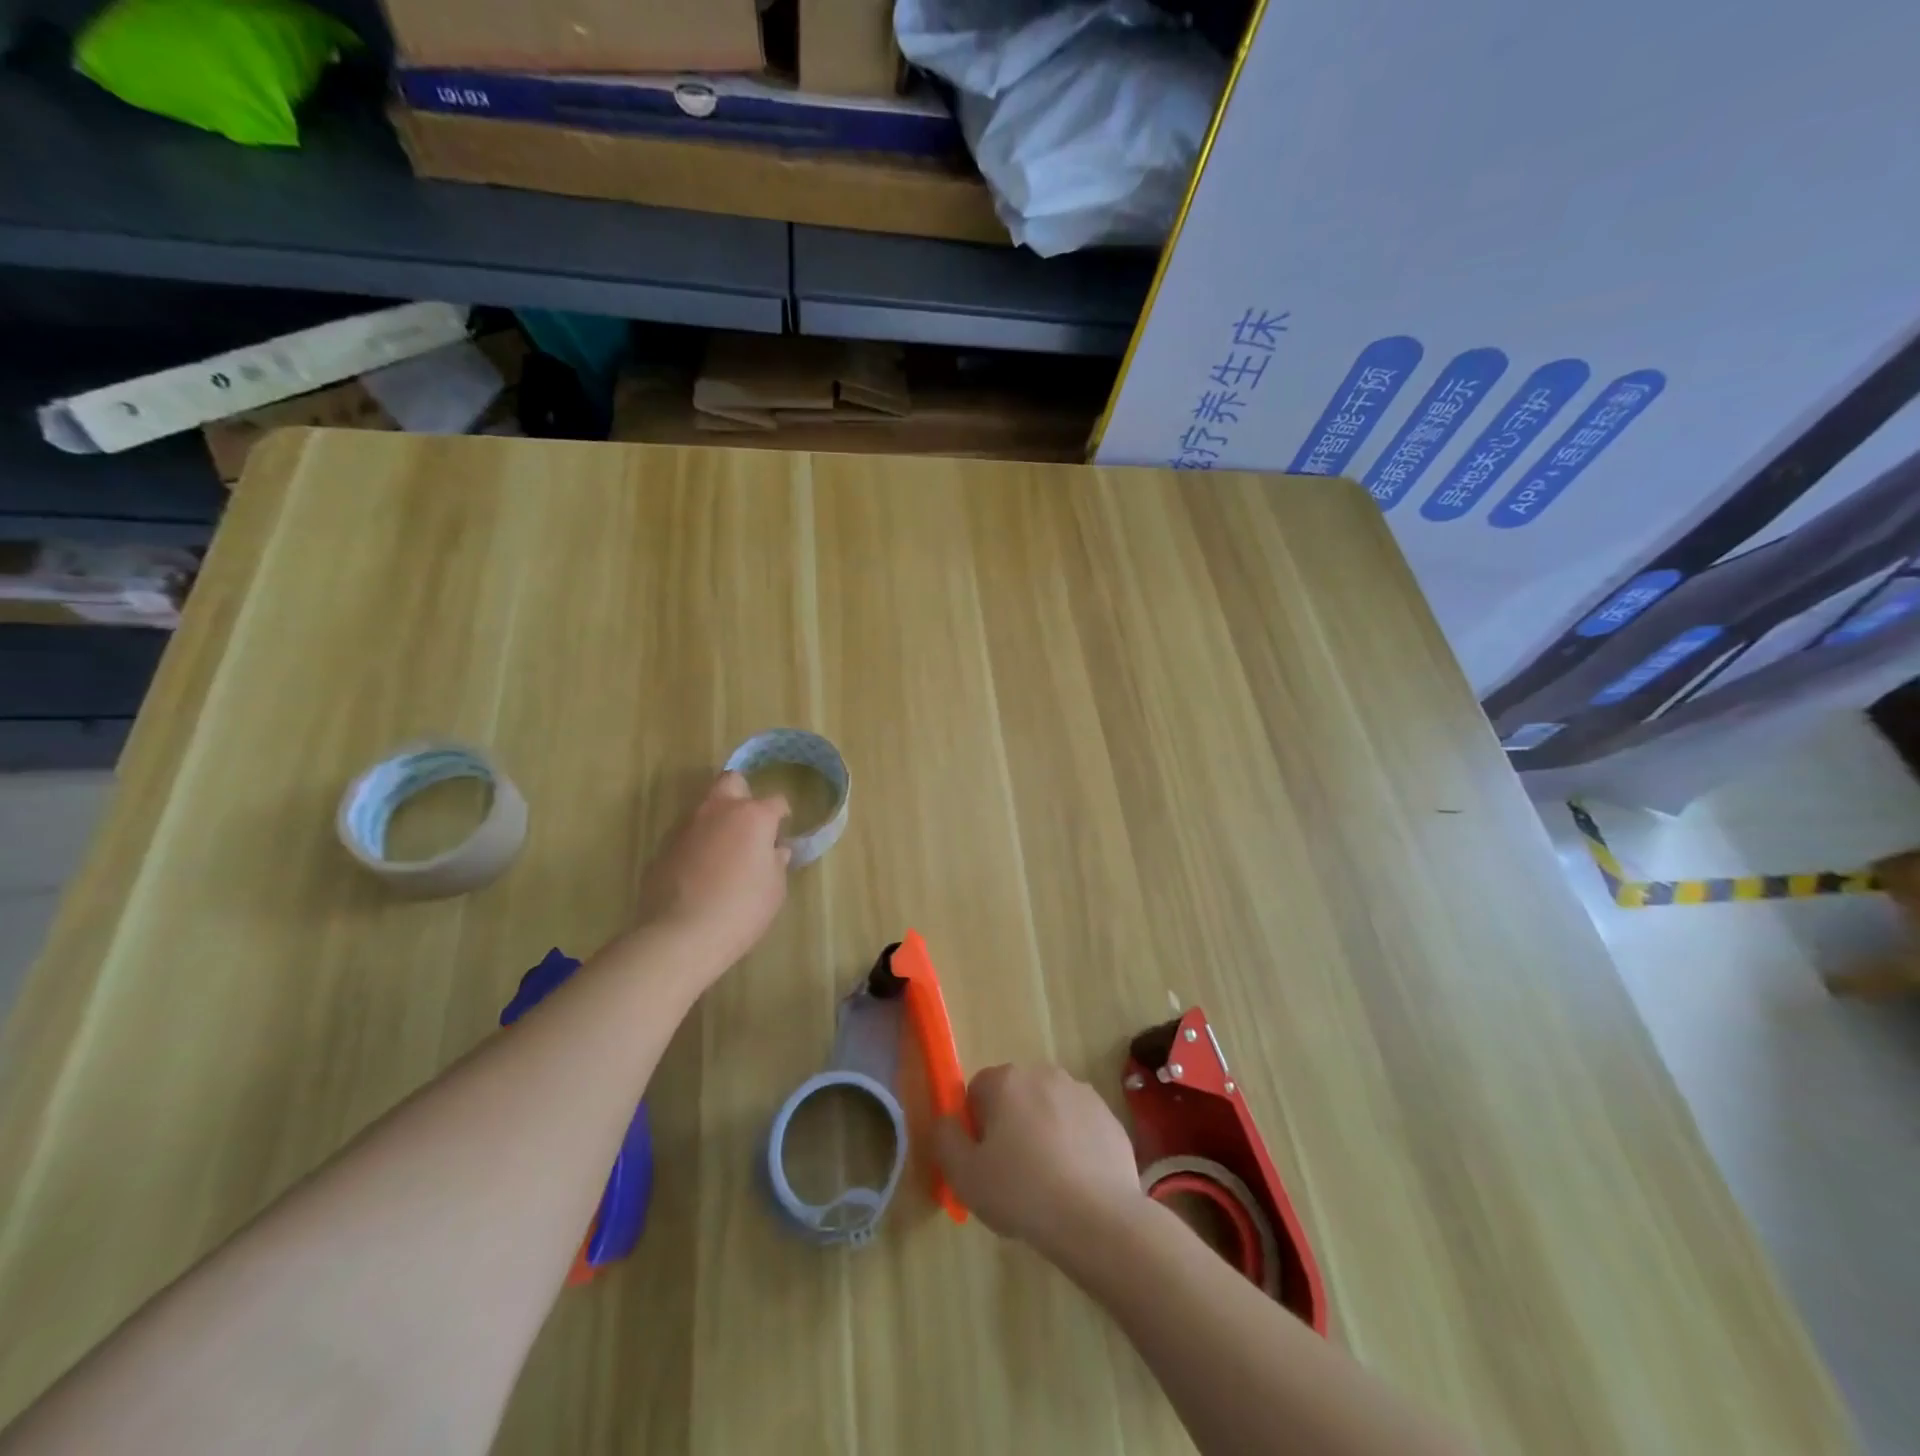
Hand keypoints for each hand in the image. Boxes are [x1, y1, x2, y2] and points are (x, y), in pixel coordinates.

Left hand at [633, 771, 790, 972]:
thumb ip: (776, 862)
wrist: (682, 934)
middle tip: (749, 823)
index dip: (782, 816)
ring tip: (723, 853)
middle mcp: (718, 810)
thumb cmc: (742, 908)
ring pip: (705, 807)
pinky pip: (687, 834)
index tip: (781, 833)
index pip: (776, 801)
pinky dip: (696, 844)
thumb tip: (775, 851)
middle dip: (743, 794)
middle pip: (731, 781)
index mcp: (753, 816)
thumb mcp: (775, 888)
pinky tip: (700, 872)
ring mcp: (686, 826)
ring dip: (717, 820)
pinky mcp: (663, 846)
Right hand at [931, 1064, 1146, 1260]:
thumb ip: (945, 1140)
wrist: (1098, 1218)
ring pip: (1049, 1110)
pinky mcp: (1109, 1117)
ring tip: (1047, 1183)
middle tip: (1012, 1174)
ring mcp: (1082, 1093)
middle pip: (1015, 1097)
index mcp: (1007, 1081)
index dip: (976, 1127)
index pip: (978, 1091)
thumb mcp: (964, 1176)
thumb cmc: (1022, 1192)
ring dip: (1043, 1133)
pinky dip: (1074, 1146)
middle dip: (1010, 1126)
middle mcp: (1044, 1074)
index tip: (983, 1162)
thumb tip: (946, 1122)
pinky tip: (1076, 1184)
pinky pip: (1079, 1127)